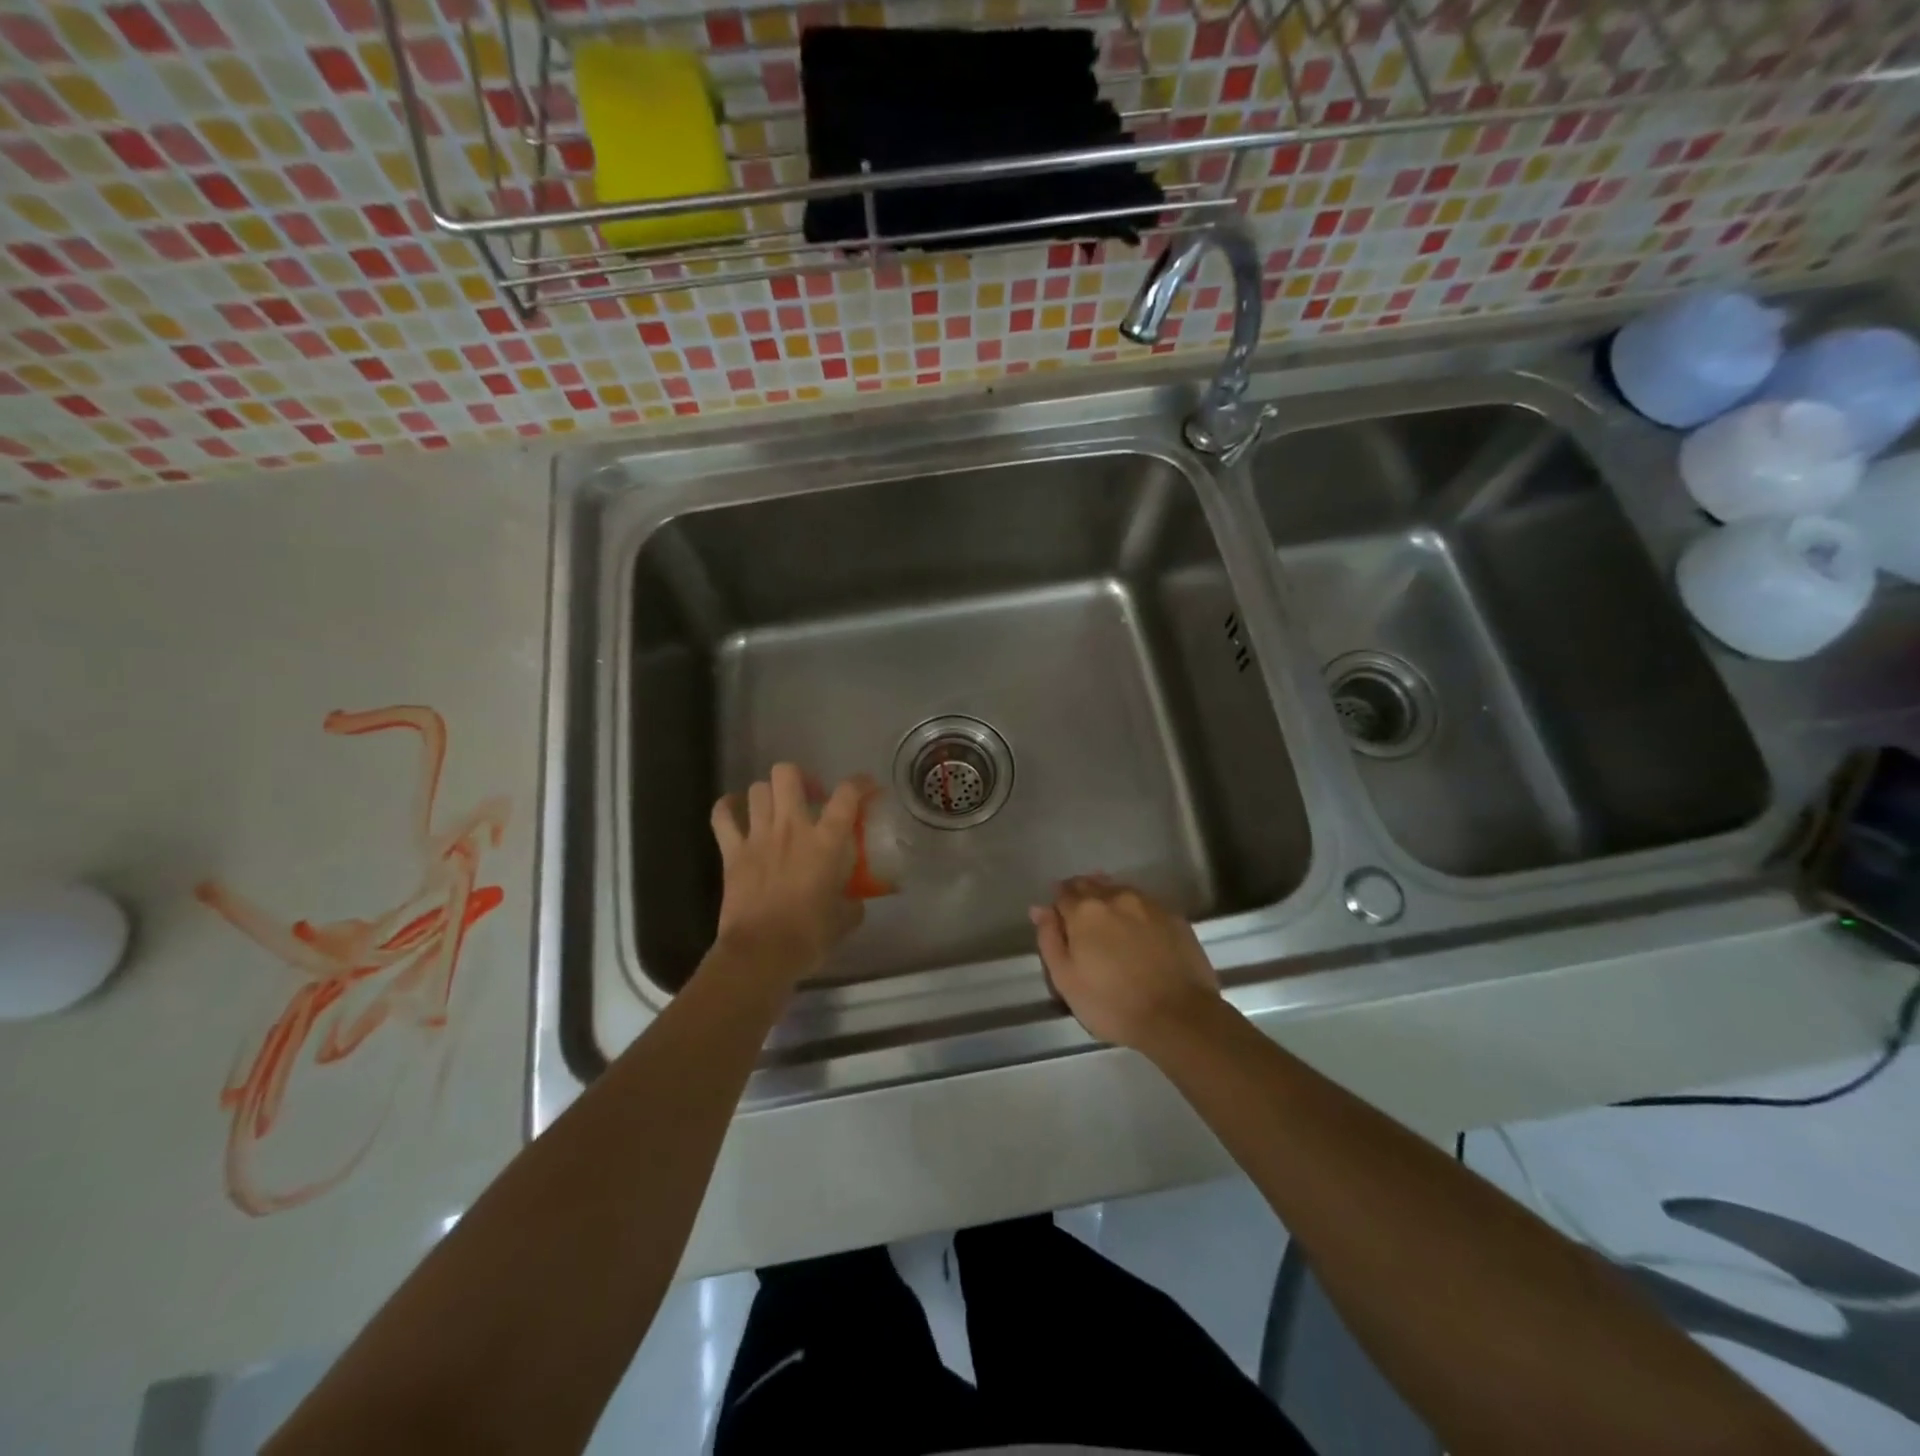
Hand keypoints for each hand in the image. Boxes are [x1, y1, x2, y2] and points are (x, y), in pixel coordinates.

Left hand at [710, 764, 866, 989]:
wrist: (761, 953)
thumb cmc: (808, 937)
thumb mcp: (844, 920)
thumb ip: (852, 903)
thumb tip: (854, 901)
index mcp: (826, 841)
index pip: (847, 795)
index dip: (860, 783)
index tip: (867, 788)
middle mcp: (792, 828)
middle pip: (788, 774)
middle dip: (801, 779)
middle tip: (811, 799)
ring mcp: (758, 836)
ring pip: (758, 789)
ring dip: (770, 794)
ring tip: (778, 810)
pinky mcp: (731, 852)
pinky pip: (722, 815)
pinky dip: (728, 807)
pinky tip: (737, 811)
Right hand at [1030, 876, 1221, 1052]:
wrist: (1179, 1016)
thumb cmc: (1113, 1004)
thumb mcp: (1066, 980)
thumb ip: (1049, 939)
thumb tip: (1040, 909)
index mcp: (1084, 910)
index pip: (1062, 892)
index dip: (1058, 905)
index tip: (1059, 920)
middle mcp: (1115, 897)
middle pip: (1091, 884)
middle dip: (1081, 896)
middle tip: (1081, 921)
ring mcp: (1148, 904)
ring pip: (1119, 890)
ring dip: (1108, 899)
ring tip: (1108, 923)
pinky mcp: (1174, 917)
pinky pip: (1145, 904)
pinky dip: (1134, 910)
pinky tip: (1136, 930)